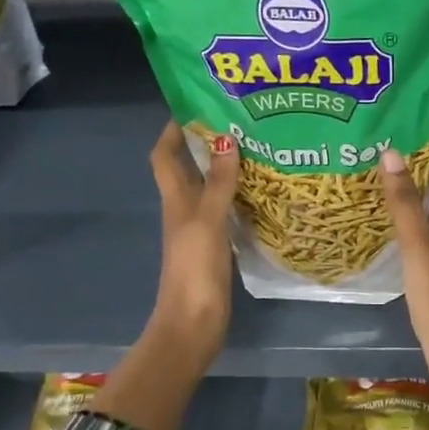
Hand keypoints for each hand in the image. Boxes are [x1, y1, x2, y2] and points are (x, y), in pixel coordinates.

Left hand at [147, 121, 239, 364]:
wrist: (194, 323)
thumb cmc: (195, 269)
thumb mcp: (207, 221)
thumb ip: (218, 183)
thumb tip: (226, 139)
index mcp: (176, 200)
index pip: (165, 155)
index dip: (173, 130)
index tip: (196, 106)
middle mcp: (185, 209)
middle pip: (189, 168)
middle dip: (206, 143)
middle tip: (239, 121)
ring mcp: (201, 228)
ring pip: (210, 187)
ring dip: (226, 168)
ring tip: (257, 147)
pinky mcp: (217, 245)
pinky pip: (227, 209)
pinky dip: (239, 195)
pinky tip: (263, 190)